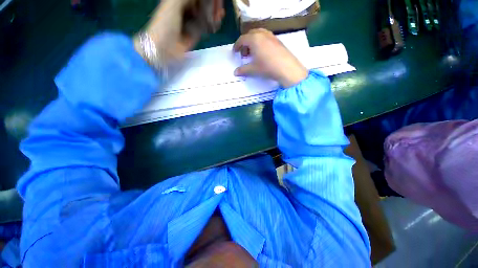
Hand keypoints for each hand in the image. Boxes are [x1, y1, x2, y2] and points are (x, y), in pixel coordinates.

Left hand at [135, 0, 224, 62]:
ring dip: (214, 13)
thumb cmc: (166, 23)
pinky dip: (212, 24)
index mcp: (179, 0)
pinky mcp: (196, 32)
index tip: (216, 0)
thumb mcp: (174, 3)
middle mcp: (186, 7)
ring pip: (206, 13)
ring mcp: (192, 20)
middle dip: (212, 5)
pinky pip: (206, 25)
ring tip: (220, 16)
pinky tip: (217, 23)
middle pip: (203, 3)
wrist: (165, 47)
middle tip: (219, 10)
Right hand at [233, 29, 307, 87]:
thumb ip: (243, 70)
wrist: (286, 67)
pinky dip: (261, 42)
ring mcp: (271, 36)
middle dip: (245, 43)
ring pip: (259, 34)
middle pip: (250, 35)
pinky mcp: (278, 40)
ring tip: (253, 52)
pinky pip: (266, 37)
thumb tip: (235, 72)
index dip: (237, 46)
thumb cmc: (267, 67)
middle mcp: (262, 34)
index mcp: (254, 39)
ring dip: (253, 42)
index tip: (235, 52)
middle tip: (244, 54)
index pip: (242, 39)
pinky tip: (263, 52)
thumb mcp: (253, 69)